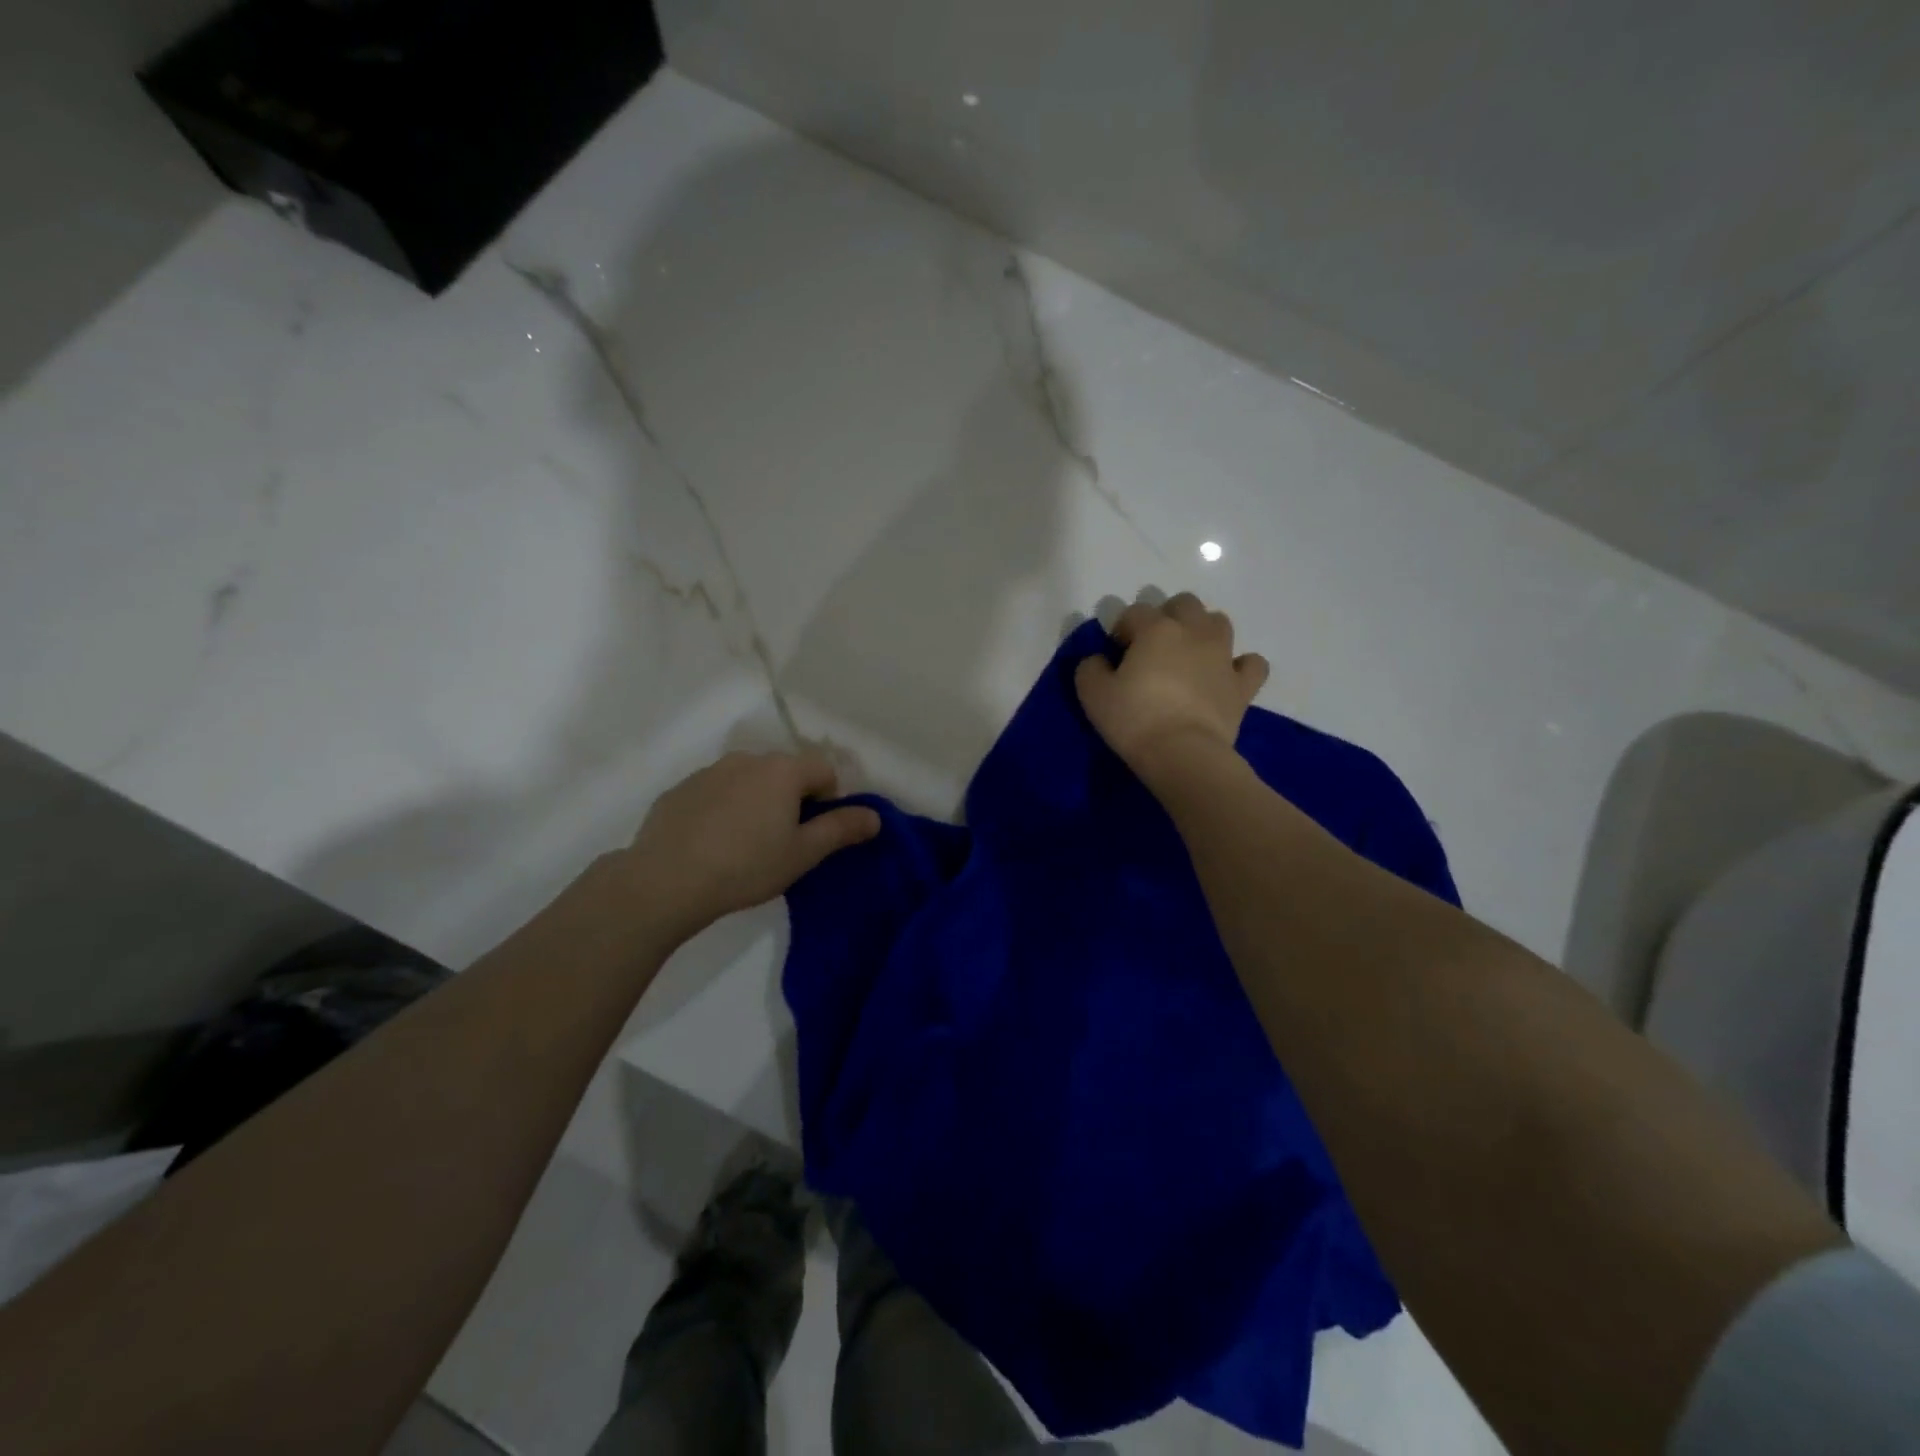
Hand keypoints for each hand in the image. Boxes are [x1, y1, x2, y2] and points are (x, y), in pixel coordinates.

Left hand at [620, 750, 880, 938]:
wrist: (664, 882)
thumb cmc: (746, 866)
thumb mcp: (802, 854)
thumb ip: (841, 829)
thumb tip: (875, 815)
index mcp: (782, 770)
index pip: (824, 770)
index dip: (828, 800)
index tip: (812, 834)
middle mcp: (747, 759)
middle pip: (785, 772)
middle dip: (792, 800)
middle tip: (781, 842)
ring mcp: (709, 771)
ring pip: (748, 781)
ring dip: (756, 802)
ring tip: (743, 845)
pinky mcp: (679, 790)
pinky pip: (715, 793)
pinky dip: (722, 809)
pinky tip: (711, 844)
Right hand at [1075, 593, 1268, 776]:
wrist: (1183, 754)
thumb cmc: (1134, 719)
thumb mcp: (1093, 694)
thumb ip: (1090, 668)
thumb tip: (1098, 660)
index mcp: (1156, 629)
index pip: (1135, 612)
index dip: (1122, 628)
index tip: (1115, 652)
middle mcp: (1193, 632)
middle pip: (1184, 604)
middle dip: (1167, 616)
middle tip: (1153, 646)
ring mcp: (1223, 656)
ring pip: (1219, 622)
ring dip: (1203, 631)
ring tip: (1188, 655)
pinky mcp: (1243, 684)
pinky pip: (1251, 663)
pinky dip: (1240, 665)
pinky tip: (1226, 675)